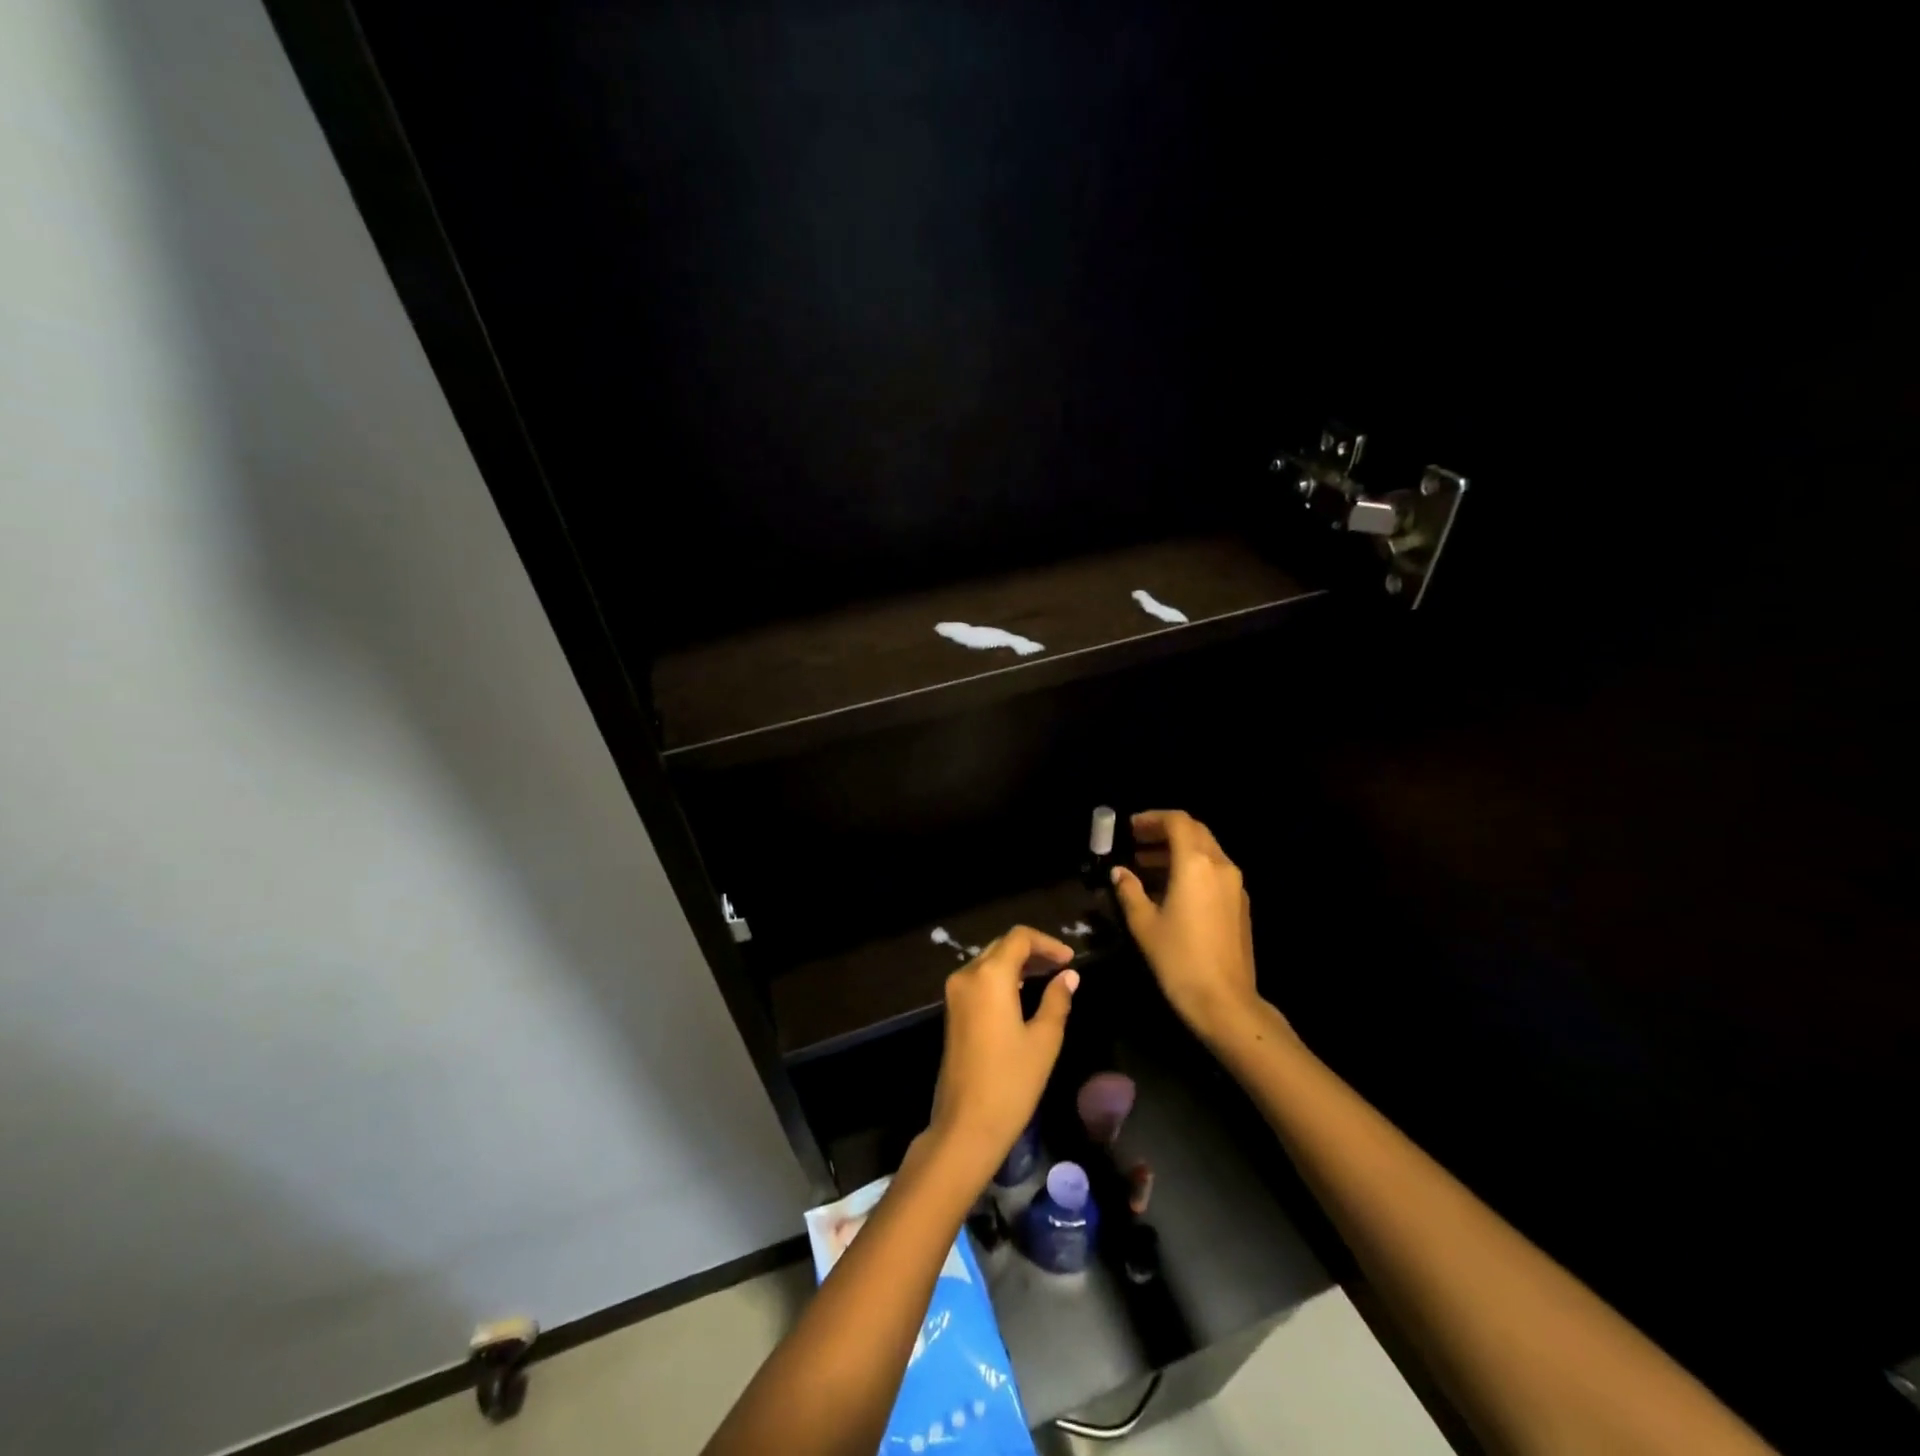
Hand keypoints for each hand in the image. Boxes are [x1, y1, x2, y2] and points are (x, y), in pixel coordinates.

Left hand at [925, 926, 1077, 1188]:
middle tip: (1062, 966)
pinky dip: (1002, 978)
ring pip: (988, 962)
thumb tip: (1069, 976)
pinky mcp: (952, 1011)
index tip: (1070, 960)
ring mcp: (955, 993)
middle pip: (1002, 946)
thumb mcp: (1043, 1040)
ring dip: (1017, 964)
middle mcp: (967, 975)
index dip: (1047, 943)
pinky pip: (979, 980)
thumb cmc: (1011, 1081)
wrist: (966, 1124)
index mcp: (990, 976)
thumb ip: (1057, 1000)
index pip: (1019, 938)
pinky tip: (1023, 994)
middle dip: (1032, 951)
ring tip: (1047, 977)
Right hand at [1110, 810, 1275, 1045]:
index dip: (1152, 819)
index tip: (1130, 828)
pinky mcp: (1240, 904)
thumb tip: (1120, 872)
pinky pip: (1215, 871)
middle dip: (1165, 832)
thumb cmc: (1178, 959)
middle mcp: (1220, 865)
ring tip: (1147, 865)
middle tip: (1137, 842)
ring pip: (1206, 851)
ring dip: (1178, 850)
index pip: (1177, 821)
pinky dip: (1192, 867)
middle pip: (1195, 831)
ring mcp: (1235, 885)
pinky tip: (1171, 888)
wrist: (1225, 1002)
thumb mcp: (1144, 923)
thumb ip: (1130, 890)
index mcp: (1196, 863)